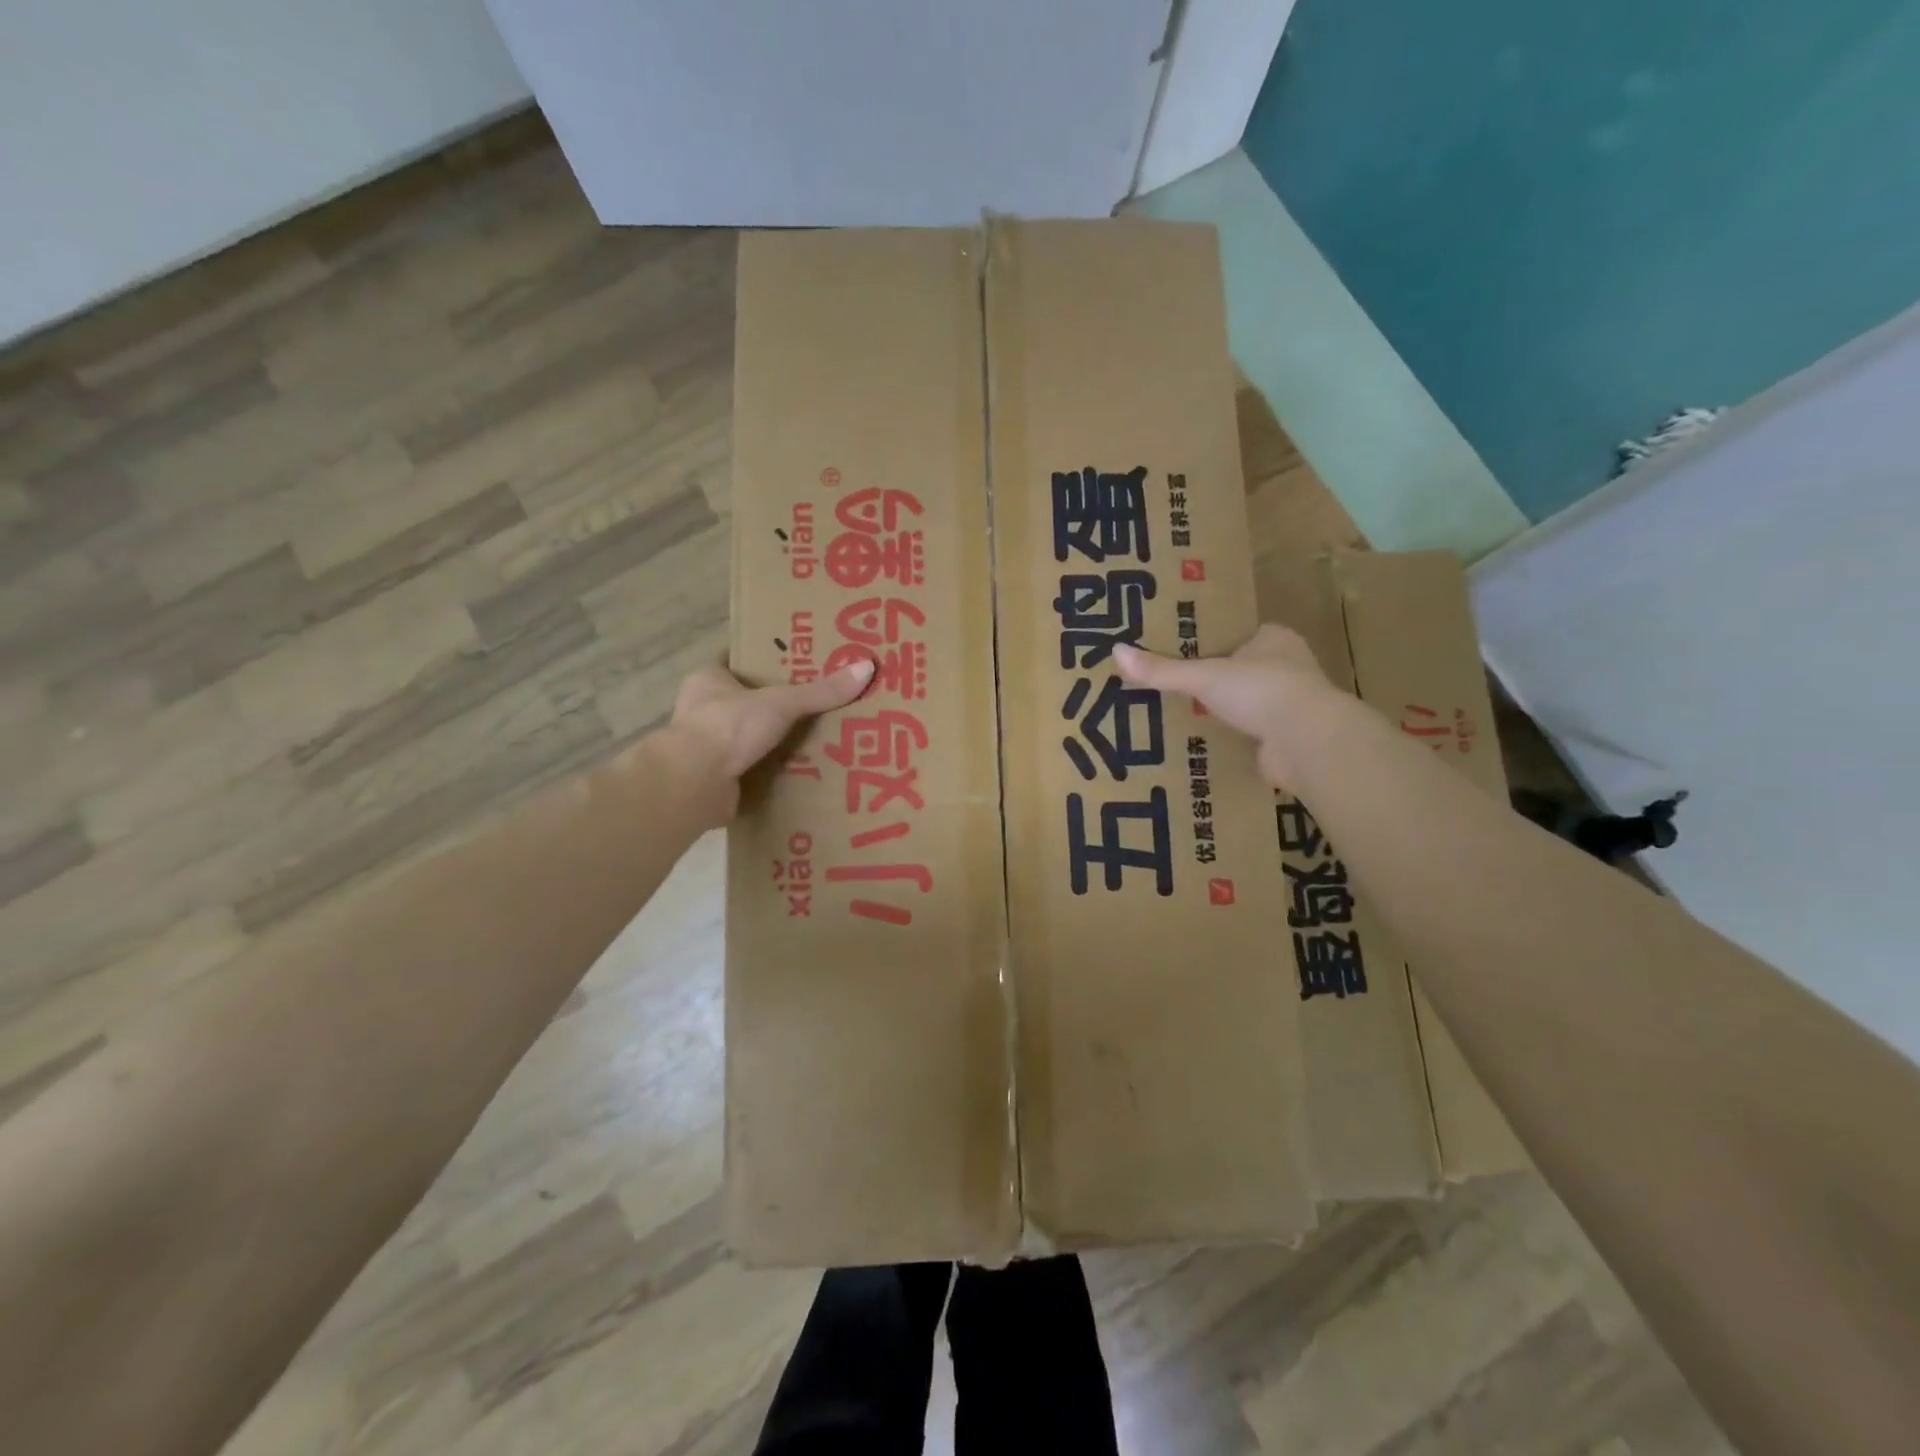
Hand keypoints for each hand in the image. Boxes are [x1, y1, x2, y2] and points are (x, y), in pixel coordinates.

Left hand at [664, 657, 874, 821]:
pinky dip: (771, 770)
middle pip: (746, 699)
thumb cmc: (728, 727)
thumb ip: (821, 691)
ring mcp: (707, 745)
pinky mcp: (716, 777)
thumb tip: (867, 668)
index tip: (797, 661)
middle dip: (777, 703)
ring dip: (775, 738)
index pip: (738, 661)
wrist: (694, 784)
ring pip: (748, 735)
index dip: (765, 659)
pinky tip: (801, 770)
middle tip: (816, 701)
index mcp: (708, 679)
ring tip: (816, 736)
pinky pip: (751, 767)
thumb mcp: (781, 703)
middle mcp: (703, 709)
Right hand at [1114, 625, 1340, 786]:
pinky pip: (1250, 733)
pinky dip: (1230, 737)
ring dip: (1222, 710)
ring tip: (1179, 714)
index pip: (1239, 635)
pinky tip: (1202, 742)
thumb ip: (1162, 670)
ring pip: (1247, 703)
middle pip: (1241, 669)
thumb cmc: (1262, 691)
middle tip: (1172, 685)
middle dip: (1213, 679)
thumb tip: (1115, 652)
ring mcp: (1289, 705)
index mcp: (1275, 640)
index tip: (1180, 651)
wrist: (1307, 743)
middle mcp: (1287, 668)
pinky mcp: (1286, 738)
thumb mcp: (1204, 676)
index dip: (1211, 642)